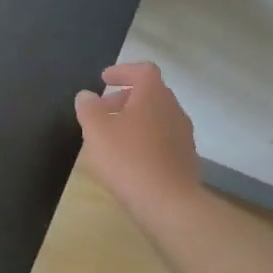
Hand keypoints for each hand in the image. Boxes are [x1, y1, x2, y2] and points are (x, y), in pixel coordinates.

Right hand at [74, 61, 202, 221]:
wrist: (167, 201)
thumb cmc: (127, 158)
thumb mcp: (96, 131)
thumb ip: (88, 108)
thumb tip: (86, 96)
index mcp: (154, 95)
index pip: (142, 70)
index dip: (122, 71)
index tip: (103, 79)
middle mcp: (173, 109)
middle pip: (150, 93)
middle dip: (124, 97)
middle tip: (102, 110)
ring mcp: (183, 134)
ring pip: (156, 117)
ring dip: (135, 119)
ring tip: (112, 136)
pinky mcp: (185, 158)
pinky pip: (162, 138)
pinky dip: (145, 139)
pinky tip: (129, 158)